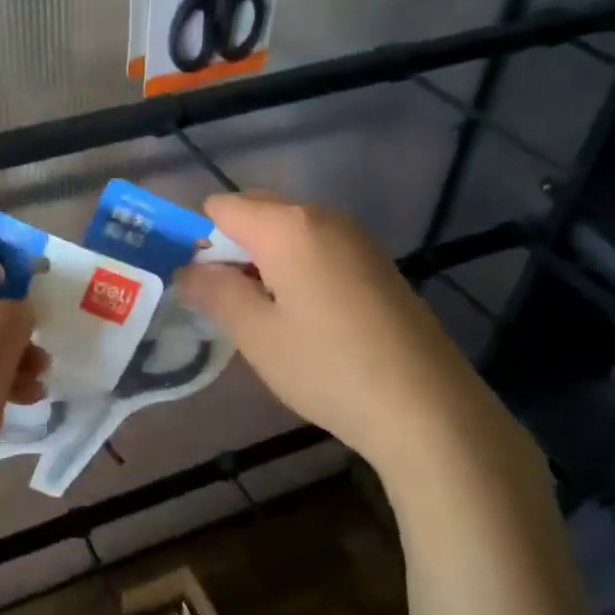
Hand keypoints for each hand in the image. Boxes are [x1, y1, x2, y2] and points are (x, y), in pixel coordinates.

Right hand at [174, 193, 494, 474]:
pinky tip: (303, 317)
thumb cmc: (328, 367)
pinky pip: (319, 247)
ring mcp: (357, 237)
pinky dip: (296, 268)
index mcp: (288, 225)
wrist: (427, 407)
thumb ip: (215, 292)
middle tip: (224, 303)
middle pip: (258, 211)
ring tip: (261, 314)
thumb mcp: (257, 334)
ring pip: (289, 231)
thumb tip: (187, 269)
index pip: (222, 207)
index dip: (200, 239)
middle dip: (231, 248)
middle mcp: (323, 216)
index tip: (199, 286)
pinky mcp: (377, 262)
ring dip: (263, 260)